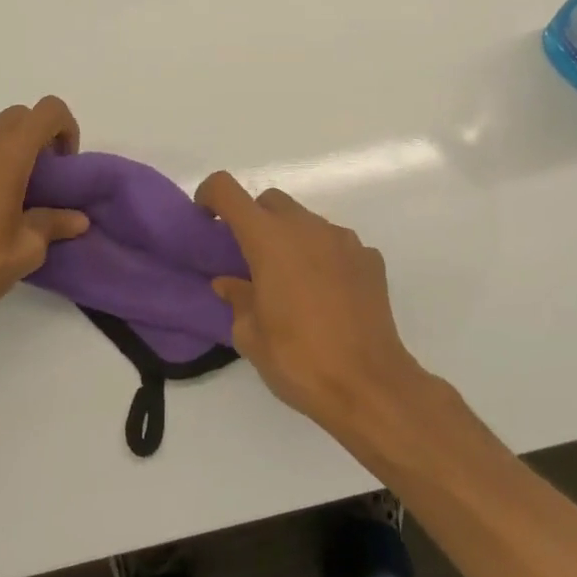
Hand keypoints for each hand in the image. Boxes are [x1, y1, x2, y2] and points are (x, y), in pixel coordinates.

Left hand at [0, 97, 89, 342]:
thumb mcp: (26, 251)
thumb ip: (54, 225)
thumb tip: (78, 219)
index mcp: (7, 155)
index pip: (47, 111)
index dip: (65, 128)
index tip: (64, 166)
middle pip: (17, 117)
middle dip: (38, 138)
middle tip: (43, 181)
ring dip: (7, 152)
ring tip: (11, 198)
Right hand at [195, 172, 426, 433]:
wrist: (369, 385)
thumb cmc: (298, 359)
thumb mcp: (251, 336)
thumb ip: (237, 299)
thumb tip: (230, 283)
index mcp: (268, 239)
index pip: (227, 190)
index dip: (210, 195)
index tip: (206, 218)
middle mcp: (306, 227)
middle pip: (271, 202)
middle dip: (254, 220)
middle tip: (250, 259)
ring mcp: (342, 239)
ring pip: (306, 221)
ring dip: (291, 239)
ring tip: (292, 283)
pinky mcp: (369, 258)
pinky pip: (336, 245)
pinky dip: (323, 258)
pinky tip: (327, 295)